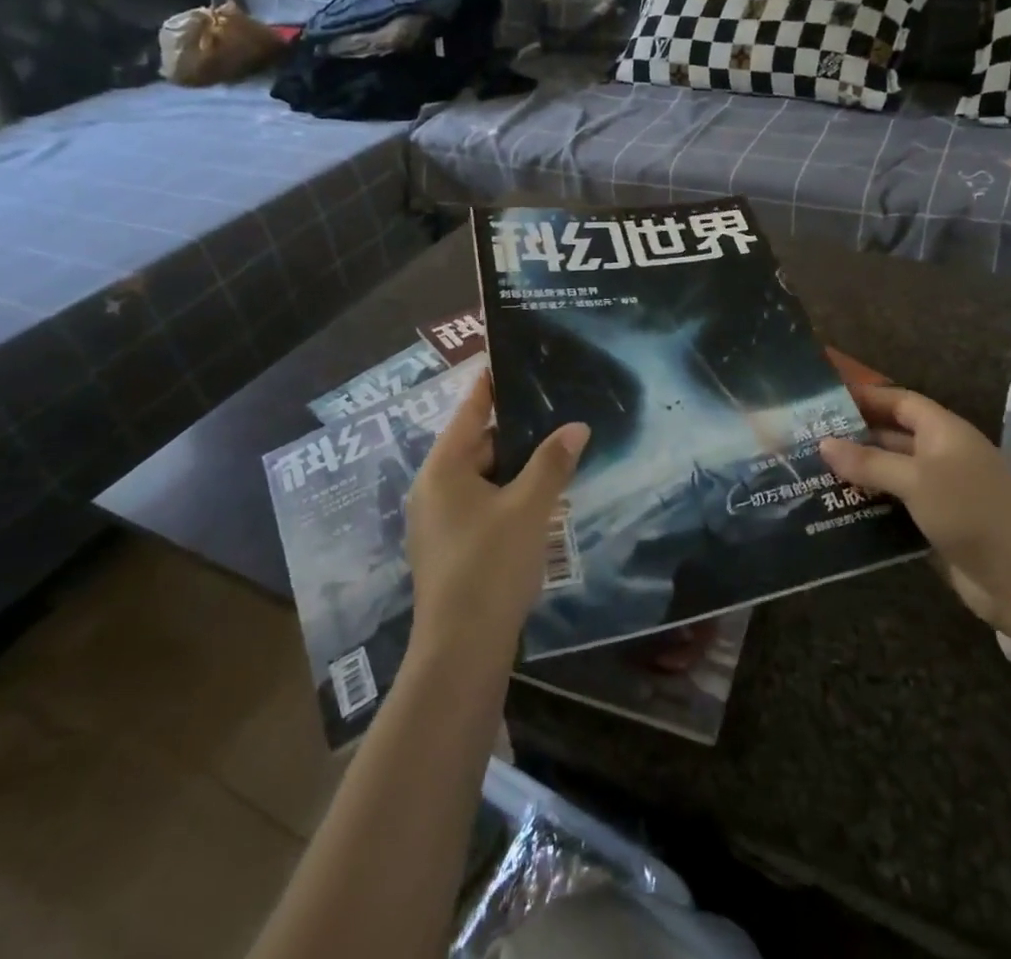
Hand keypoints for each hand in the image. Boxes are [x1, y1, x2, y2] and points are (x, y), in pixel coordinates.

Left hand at [405, 372, 589, 661]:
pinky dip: (508, 495)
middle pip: (477, 445)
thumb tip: (576, 426)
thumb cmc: (490, 566)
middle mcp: (433, 489)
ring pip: (483, 478)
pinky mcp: (451, 548)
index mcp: (443, 469)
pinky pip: (482, 505)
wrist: (461, 652)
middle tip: (556, 413)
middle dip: (516, 432)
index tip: (510, 359)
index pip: (469, 412)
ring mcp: (439, 521)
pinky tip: (541, 500)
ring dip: (516, 468)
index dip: (490, 385)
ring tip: (557, 452)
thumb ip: (552, 462)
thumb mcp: (528, 508)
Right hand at [820, 383, 1010, 638]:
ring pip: (891, 476)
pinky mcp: (937, 526)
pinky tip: (837, 511)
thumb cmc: (972, 512)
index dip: (866, 397)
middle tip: (807, 441)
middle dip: (854, 439)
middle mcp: (942, 456)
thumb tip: (823, 443)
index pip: (900, 402)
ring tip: (812, 475)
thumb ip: (869, 462)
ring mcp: (941, 493)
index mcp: (944, 432)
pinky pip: (896, 509)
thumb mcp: (917, 480)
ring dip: (858, 476)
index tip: (826, 398)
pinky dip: (870, 508)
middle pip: (892, 438)